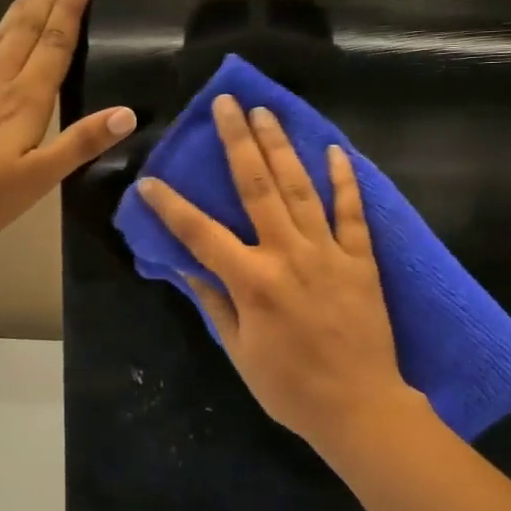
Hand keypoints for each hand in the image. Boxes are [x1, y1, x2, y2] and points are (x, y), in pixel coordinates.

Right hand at [136, 96, 423, 452]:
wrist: (360, 406)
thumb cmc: (291, 387)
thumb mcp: (239, 352)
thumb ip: (215, 303)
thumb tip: (187, 267)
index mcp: (253, 281)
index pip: (201, 233)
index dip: (171, 206)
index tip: (149, 180)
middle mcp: (287, 255)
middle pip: (257, 187)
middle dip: (237, 141)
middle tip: (226, 104)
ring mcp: (328, 252)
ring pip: (301, 187)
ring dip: (281, 146)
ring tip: (266, 112)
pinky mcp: (361, 259)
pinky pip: (352, 212)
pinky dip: (345, 180)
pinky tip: (335, 150)